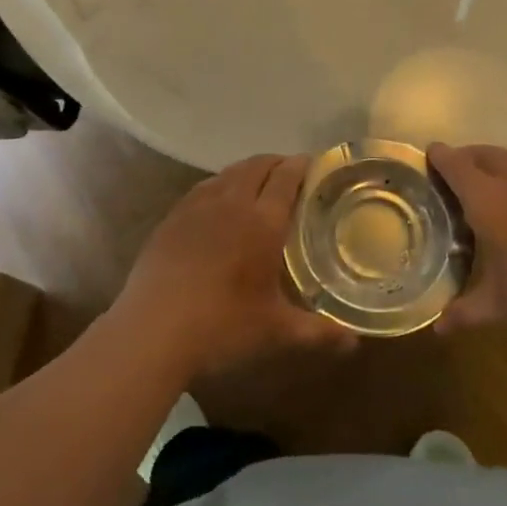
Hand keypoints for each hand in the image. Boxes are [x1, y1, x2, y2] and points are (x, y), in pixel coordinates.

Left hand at [115, 153, 352, 381]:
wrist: (153, 330)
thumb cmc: (222, 327)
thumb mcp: (276, 331)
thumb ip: (318, 332)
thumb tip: (354, 342)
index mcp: (262, 222)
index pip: (286, 177)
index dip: (301, 165)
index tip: (313, 164)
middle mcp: (231, 202)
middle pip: (256, 166)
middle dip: (276, 163)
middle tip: (290, 174)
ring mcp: (196, 206)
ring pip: (228, 173)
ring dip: (248, 171)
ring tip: (258, 183)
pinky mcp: (172, 218)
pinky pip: (203, 188)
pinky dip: (220, 184)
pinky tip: (219, 203)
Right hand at [430, 143, 506, 335]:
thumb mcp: (502, 306)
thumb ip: (466, 311)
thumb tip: (437, 328)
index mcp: (489, 201)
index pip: (457, 166)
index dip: (440, 157)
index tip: (428, 153)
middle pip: (485, 154)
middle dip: (466, 155)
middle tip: (453, 169)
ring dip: (495, 163)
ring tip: (486, 182)